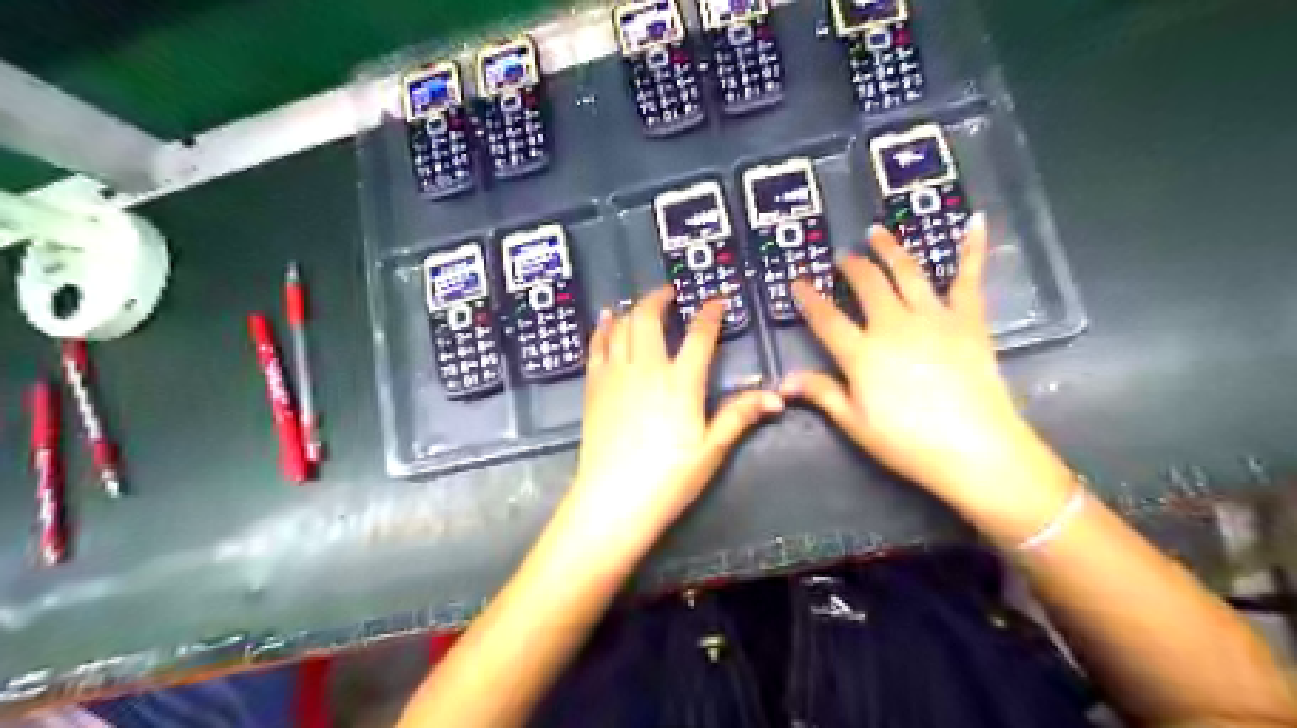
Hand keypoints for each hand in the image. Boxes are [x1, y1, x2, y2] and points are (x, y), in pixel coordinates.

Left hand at [566, 288, 779, 552]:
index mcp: (681, 382)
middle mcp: (646, 368)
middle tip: (670, 293)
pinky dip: (603, 327)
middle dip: (660, 298)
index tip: (717, 301)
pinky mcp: (594, 386)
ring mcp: (615, 374)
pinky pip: (596, 345)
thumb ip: (739, 416)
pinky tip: (607, 318)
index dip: (710, 313)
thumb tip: (777, 397)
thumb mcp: (711, 450)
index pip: (699, 335)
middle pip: (649, 318)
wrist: (613, 499)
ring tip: (643, 304)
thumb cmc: (668, 478)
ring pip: (622, 326)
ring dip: (634, 309)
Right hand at [779, 219, 1064, 513]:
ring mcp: (933, 317)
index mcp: (862, 353)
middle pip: (867, 285)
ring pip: (906, 271)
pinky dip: (972, 248)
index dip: (809, 298)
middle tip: (841, 257)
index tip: (797, 282)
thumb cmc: (908, 442)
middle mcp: (893, 325)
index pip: (826, 318)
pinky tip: (975, 222)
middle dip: (850, 267)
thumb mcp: (855, 424)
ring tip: (876, 232)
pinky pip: (968, 278)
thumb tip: (784, 381)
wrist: (975, 449)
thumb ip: (822, 394)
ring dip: (889, 249)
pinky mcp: (968, 319)